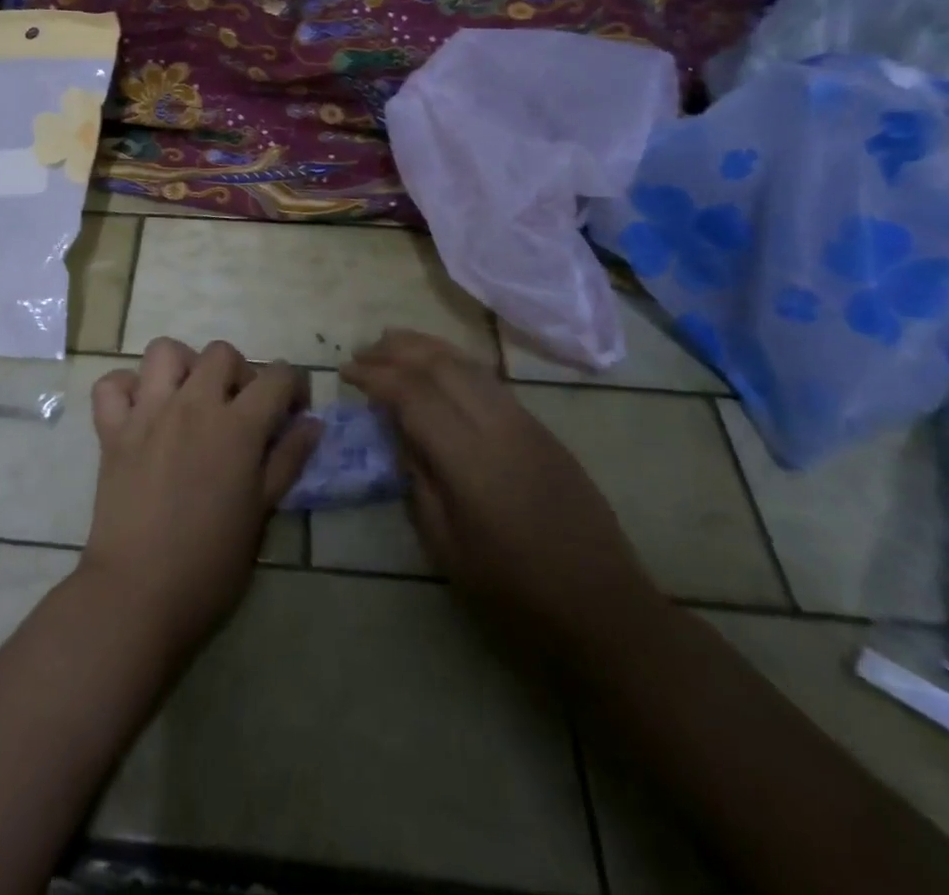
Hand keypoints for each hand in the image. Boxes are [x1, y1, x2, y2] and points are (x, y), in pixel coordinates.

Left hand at [80, 338, 319, 652]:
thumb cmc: (210, 563)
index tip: (293, 409)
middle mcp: (193, 405)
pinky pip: (112, 384)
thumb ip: (287, 460)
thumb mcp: (261, 513)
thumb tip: (312, 423)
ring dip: (183, 366)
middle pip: (222, 353)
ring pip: (165, 351)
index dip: (294, 385)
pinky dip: (126, 388)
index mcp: (237, 427)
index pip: (277, 376)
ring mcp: (147, 412)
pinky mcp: (112, 430)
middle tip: (240, 409)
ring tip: (190, 399)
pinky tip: (141, 411)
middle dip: (240, 372)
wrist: (138, 594)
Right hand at [342, 330, 656, 657]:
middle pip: (440, 365)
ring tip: (392, 342)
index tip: (346, 372)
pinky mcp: (541, 428)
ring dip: (425, 347)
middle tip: (362, 352)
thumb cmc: (514, 589)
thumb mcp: (446, 545)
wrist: (602, 606)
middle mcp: (497, 425)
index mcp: (468, 458)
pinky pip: (488, 378)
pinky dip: (454, 361)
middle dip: (396, 351)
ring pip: (468, 364)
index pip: (412, 394)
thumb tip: (399, 433)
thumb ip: (418, 479)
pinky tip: (438, 367)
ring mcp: (524, 421)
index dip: (375, 376)